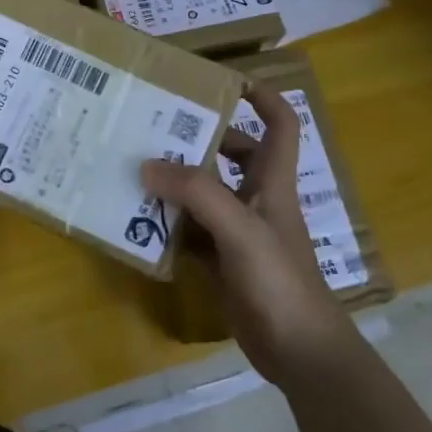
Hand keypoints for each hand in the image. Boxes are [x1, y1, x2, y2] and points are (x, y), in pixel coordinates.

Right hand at [141, 86, 345, 382]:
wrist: (298, 351)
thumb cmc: (280, 280)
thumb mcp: (240, 229)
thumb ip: (197, 194)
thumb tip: (147, 165)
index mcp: (272, 181)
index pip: (280, 123)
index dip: (262, 96)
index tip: (224, 80)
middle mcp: (256, 198)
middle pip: (231, 153)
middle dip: (198, 138)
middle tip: (154, 126)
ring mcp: (237, 230)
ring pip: (204, 192)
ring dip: (174, 181)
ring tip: (134, 166)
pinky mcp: (221, 259)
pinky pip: (189, 230)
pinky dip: (166, 224)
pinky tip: (136, 220)